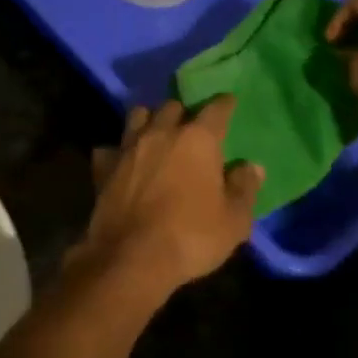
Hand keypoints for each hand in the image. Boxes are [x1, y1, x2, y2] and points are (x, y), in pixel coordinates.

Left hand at [74, 99, 262, 294]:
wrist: (131, 256)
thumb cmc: (191, 237)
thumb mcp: (234, 221)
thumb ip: (244, 188)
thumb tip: (252, 166)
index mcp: (197, 140)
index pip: (215, 110)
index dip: (224, 104)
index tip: (228, 101)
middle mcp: (161, 132)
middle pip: (172, 106)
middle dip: (183, 112)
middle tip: (190, 127)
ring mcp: (129, 146)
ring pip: (138, 116)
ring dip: (149, 121)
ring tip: (156, 134)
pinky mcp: (104, 165)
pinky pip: (111, 148)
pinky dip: (118, 152)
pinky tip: (123, 163)